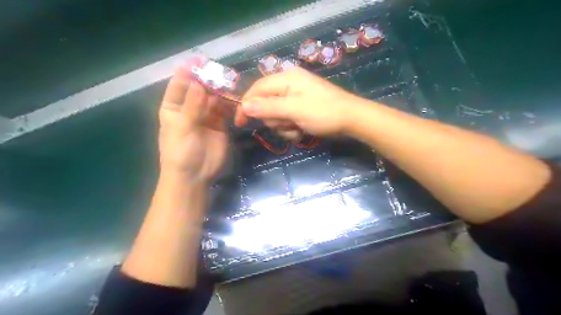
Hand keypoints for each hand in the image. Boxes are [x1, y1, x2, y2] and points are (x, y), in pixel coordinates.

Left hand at [157, 56, 227, 182]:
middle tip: (222, 72)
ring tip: (232, 83)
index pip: (180, 85)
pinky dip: (231, 104)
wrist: (194, 176)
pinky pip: (226, 110)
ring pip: (215, 99)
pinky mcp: (221, 125)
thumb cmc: (180, 152)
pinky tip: (236, 98)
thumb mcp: (182, 128)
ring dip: (222, 91)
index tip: (200, 60)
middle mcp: (190, 108)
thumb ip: (192, 106)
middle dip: (209, 81)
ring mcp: (207, 116)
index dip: (188, 72)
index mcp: (174, 107)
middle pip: (200, 89)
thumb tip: (200, 83)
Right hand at [236, 66, 360, 135]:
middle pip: (265, 104)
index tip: (240, 123)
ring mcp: (295, 97)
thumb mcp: (295, 110)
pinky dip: (292, 128)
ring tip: (298, 128)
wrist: (351, 120)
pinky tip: (302, 131)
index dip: (246, 105)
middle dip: (274, 119)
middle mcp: (288, 85)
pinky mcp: (300, 108)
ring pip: (275, 115)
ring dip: (284, 126)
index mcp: (286, 79)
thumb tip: (244, 106)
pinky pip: (286, 120)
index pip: (256, 89)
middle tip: (288, 123)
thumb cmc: (324, 112)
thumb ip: (269, 108)